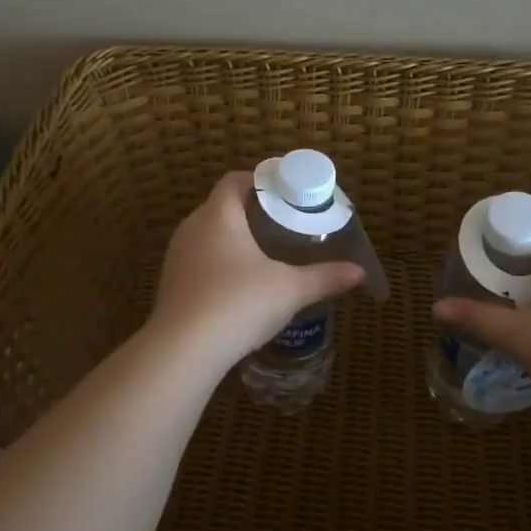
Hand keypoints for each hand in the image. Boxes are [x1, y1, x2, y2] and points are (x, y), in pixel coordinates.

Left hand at [147, 173, 364, 371]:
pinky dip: (220, 265)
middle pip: (222, 207)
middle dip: (253, 213)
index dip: (261, 182)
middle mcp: (192, 228)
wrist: (183, 351)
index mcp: (218, 215)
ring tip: (267, 256)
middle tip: (285, 227)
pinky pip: (200, 262)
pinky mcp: (171, 284)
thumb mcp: (290, 290)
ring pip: (209, 236)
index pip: (235, 180)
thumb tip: (359, 272)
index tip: (287, 196)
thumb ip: (325, 277)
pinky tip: (241, 287)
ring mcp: (177, 257)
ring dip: (235, 241)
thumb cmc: (238, 304)